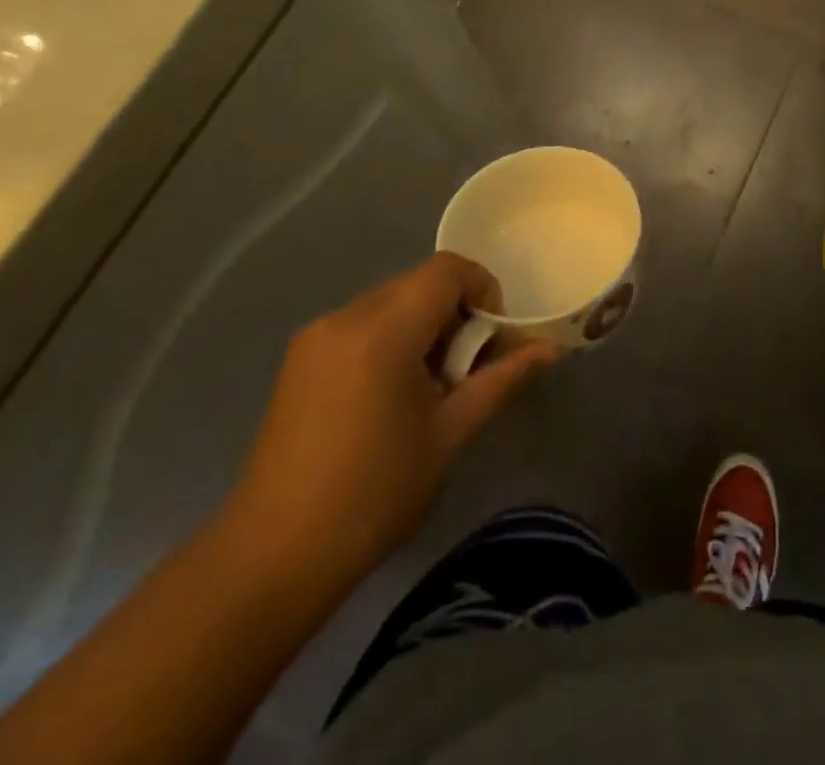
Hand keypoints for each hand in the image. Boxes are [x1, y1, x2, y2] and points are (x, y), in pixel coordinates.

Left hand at [218, 253, 555, 603]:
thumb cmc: (375, 493)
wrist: (274, 554)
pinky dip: (389, 340)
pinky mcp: (299, 357)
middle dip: (453, 314)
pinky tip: (387, 398)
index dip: (482, 289)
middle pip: (418, 284)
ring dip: (421, 328)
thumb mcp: (450, 434)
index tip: (490, 339)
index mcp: (384, 329)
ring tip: (426, 390)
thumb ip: (501, 379)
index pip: (447, 269)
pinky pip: (360, 325)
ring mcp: (316, 335)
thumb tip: (550, 349)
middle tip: (463, 372)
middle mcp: (346, 316)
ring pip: (389, 303)